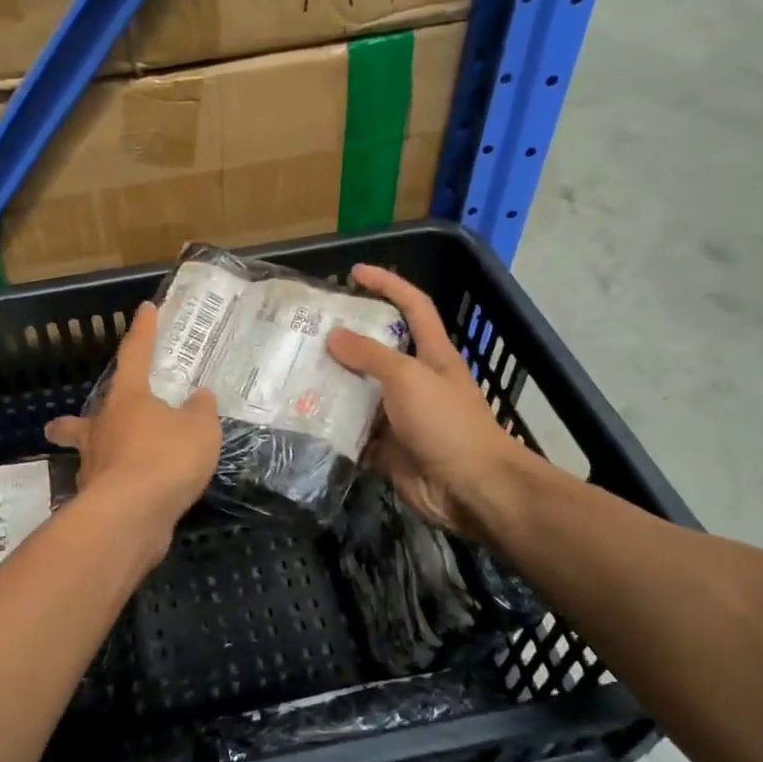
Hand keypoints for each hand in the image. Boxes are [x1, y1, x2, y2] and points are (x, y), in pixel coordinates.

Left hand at [45, 301, 221, 537]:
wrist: (131, 515)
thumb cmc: (166, 458)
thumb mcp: (200, 430)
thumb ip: (200, 411)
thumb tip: (199, 397)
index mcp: (127, 400)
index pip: (135, 355)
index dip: (143, 332)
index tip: (145, 310)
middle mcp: (102, 429)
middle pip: (79, 421)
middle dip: (70, 424)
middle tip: (58, 426)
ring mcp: (94, 466)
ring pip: (86, 457)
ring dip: (92, 457)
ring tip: (107, 466)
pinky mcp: (96, 500)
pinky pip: (104, 486)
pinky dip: (114, 486)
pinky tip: (132, 496)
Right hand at [327, 264, 540, 534]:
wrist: (470, 489)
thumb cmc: (446, 423)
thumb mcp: (408, 377)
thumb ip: (370, 355)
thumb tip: (334, 337)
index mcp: (431, 354)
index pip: (412, 307)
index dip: (387, 284)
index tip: (355, 272)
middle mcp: (415, 381)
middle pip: (376, 352)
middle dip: (344, 341)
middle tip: (305, 332)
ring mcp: (400, 417)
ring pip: (359, 394)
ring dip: (331, 387)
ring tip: (293, 374)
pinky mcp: (387, 449)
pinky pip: (353, 433)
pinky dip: (332, 429)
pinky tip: (302, 420)